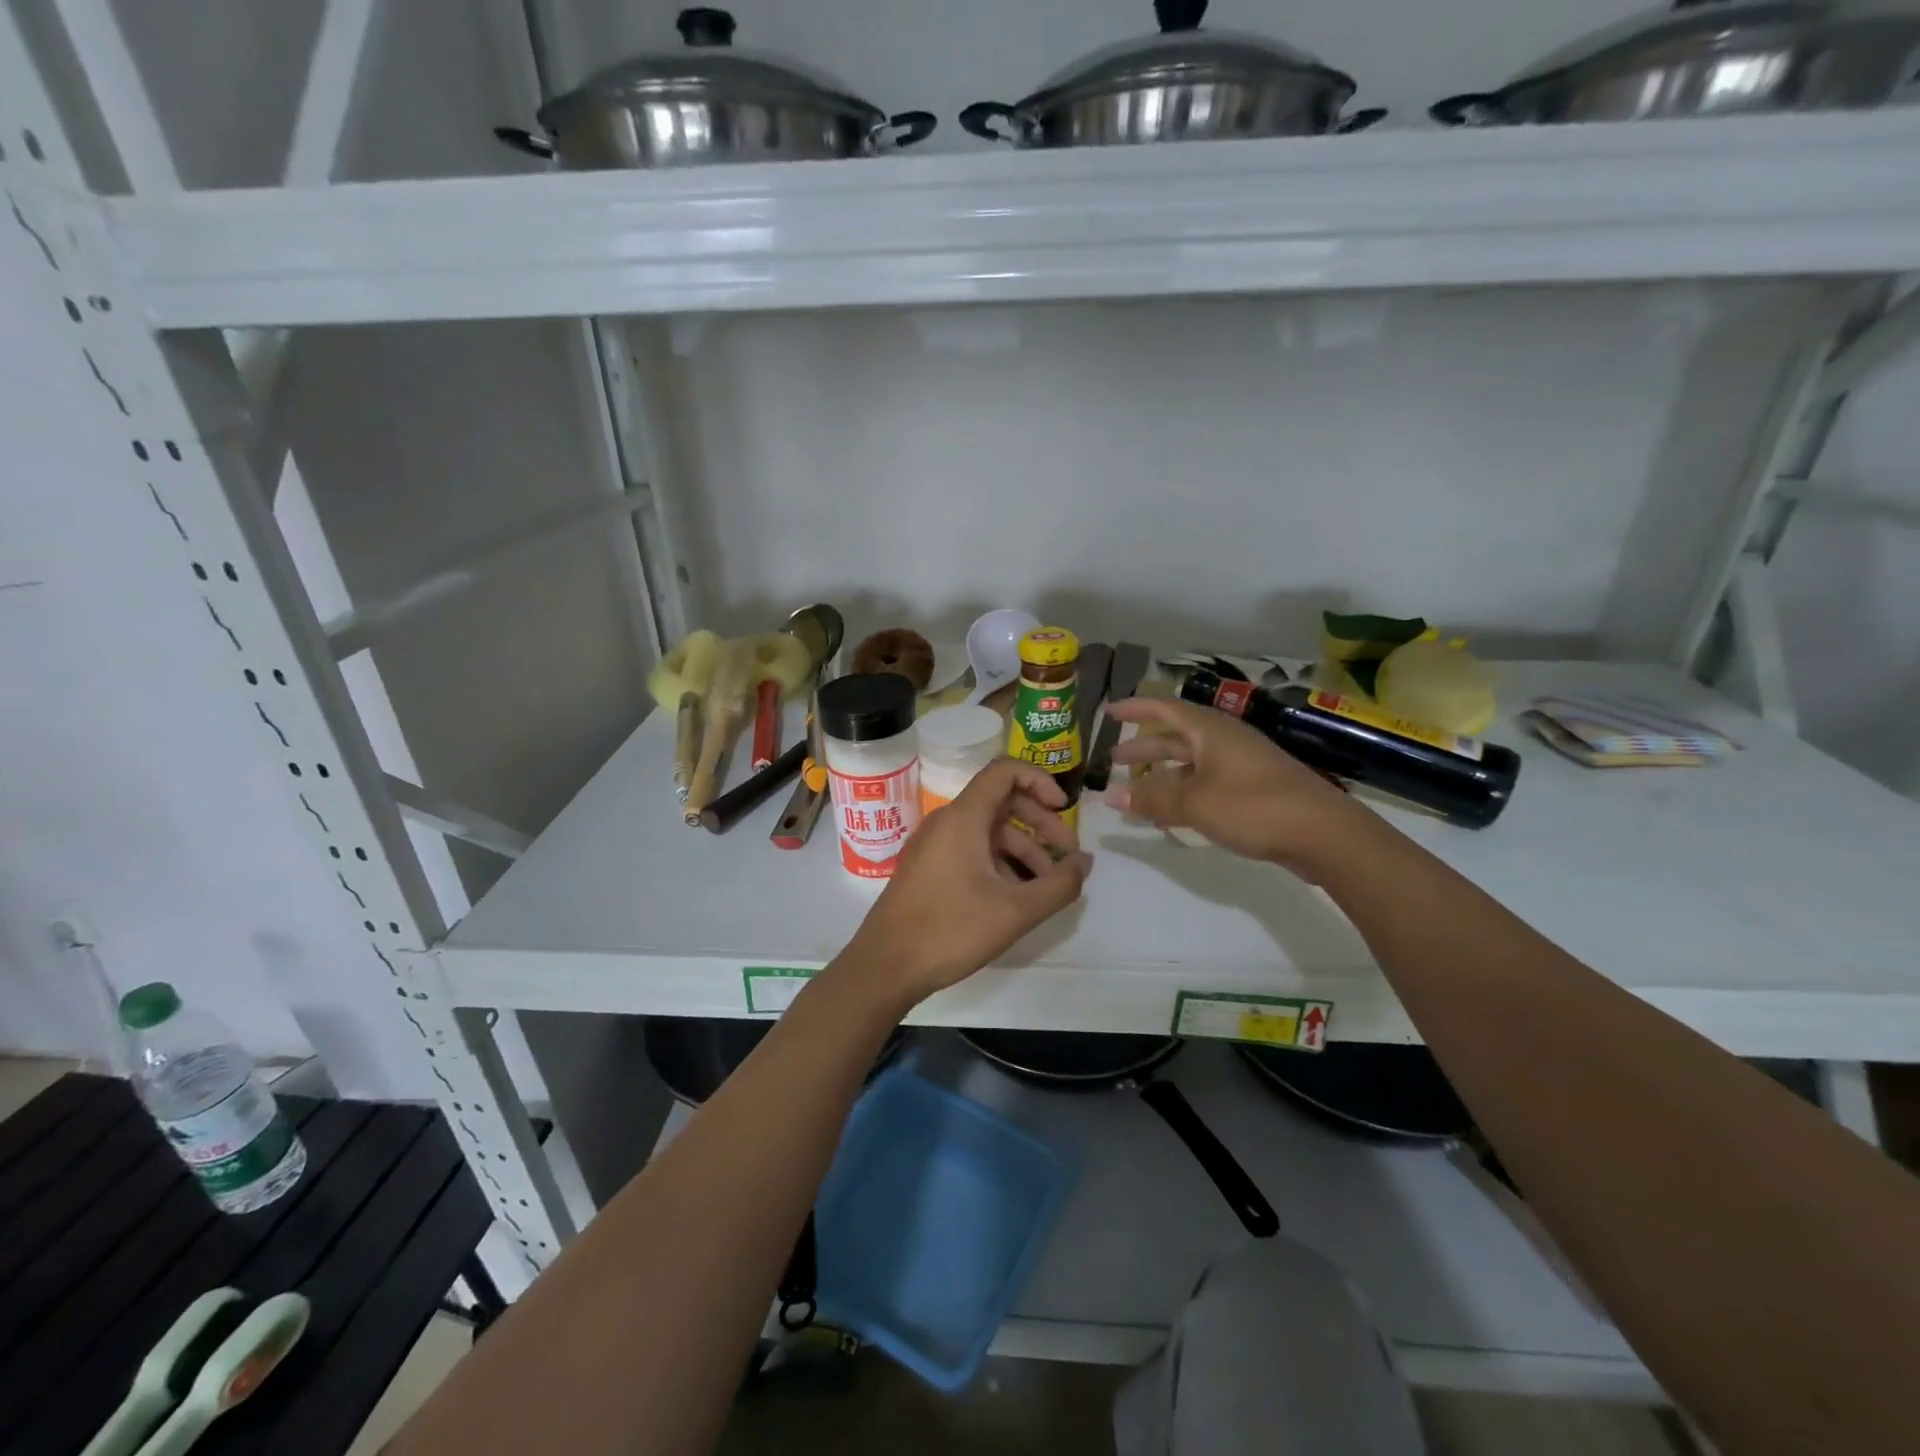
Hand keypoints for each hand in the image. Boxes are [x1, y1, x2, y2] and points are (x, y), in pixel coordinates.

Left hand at [843, 758, 1092, 1007]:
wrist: (885, 966)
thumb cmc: (950, 930)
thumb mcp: (1015, 912)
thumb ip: (1058, 885)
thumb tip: (1085, 863)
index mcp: (963, 817)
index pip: (1004, 771)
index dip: (1039, 780)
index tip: (1064, 809)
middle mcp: (947, 822)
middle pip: (1001, 801)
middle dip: (1040, 823)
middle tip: (1068, 854)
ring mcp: (934, 845)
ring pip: (988, 831)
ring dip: (1023, 849)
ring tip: (1048, 885)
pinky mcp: (928, 868)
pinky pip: (971, 850)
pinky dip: (1000, 863)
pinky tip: (1017, 896)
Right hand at [1102, 696, 1365, 871]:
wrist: (1323, 833)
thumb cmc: (1253, 806)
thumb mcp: (1195, 802)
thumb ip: (1151, 798)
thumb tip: (1110, 795)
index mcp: (1210, 731)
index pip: (1164, 709)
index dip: (1135, 709)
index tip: (1109, 712)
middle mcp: (1225, 741)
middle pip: (1176, 738)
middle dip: (1144, 748)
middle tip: (1114, 761)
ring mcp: (1242, 765)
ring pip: (1192, 762)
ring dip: (1163, 773)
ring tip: (1137, 788)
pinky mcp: (1253, 790)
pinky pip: (1207, 783)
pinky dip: (1184, 791)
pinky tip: (1173, 812)